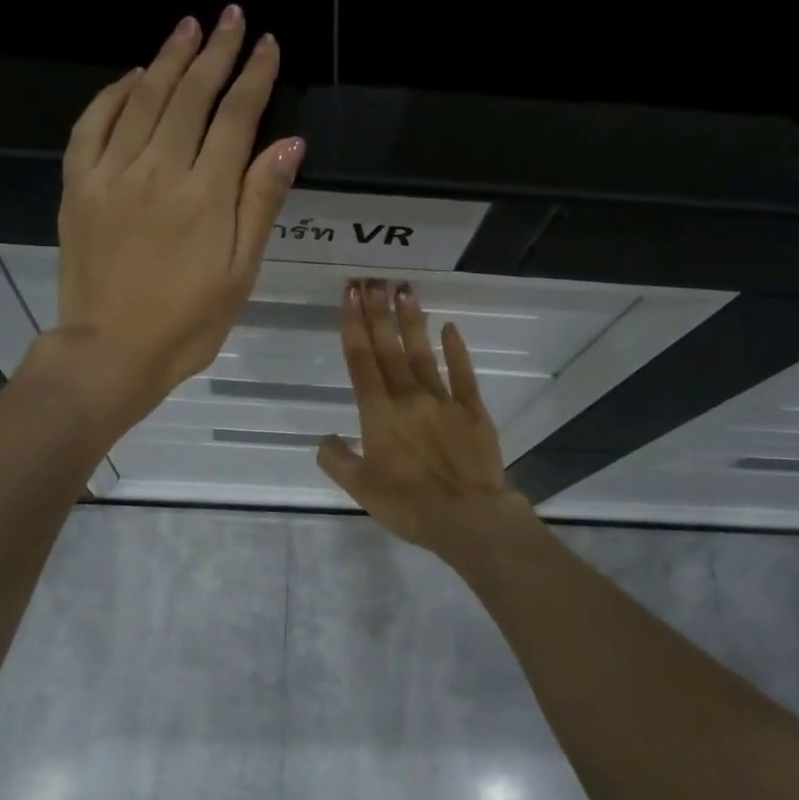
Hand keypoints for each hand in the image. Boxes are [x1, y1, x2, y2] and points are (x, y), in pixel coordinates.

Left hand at [51, 7, 303, 427]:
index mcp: (205, 194)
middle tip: (231, 17)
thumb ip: (260, 204)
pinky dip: (112, 96)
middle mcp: (158, 170)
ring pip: (143, 100)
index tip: (267, 43)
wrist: (110, 352)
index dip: (254, 77)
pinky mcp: (78, 187)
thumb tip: (288, 143)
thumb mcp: (240, 273)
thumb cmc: (188, 324)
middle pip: (190, 96)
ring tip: (188, 28)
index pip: (236, 118)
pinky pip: (92, 126)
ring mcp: (112, 175)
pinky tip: (131, 78)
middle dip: (215, 53)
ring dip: (168, 60)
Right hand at [317, 280, 535, 557]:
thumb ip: (337, 460)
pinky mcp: (473, 410)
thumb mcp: (360, 488)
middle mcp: (409, 397)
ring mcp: (444, 400)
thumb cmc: (408, 505)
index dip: (354, 327)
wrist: (468, 517)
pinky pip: (462, 374)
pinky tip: (449, 328)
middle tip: (371, 281)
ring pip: (422, 354)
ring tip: (403, 290)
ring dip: (411, 321)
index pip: (361, 362)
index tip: (349, 297)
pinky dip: (455, 350)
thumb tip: (326, 439)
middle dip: (377, 313)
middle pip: (389, 349)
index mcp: (379, 414)